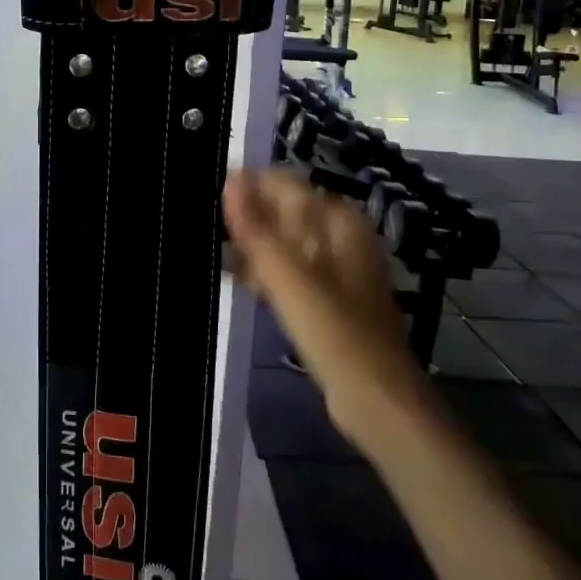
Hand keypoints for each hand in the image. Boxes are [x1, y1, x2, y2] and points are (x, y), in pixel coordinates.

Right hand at [224, 167, 420, 425]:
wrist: (376, 399)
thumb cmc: (334, 332)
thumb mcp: (289, 277)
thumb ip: (256, 229)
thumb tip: (230, 180)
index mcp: (338, 222)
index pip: (285, 184)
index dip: (246, 186)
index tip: (207, 194)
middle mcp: (340, 237)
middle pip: (284, 211)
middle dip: (246, 216)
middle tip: (204, 225)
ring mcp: (335, 270)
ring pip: (283, 242)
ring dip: (251, 244)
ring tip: (212, 250)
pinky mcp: (327, 299)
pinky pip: (289, 271)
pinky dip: (264, 270)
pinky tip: (237, 278)